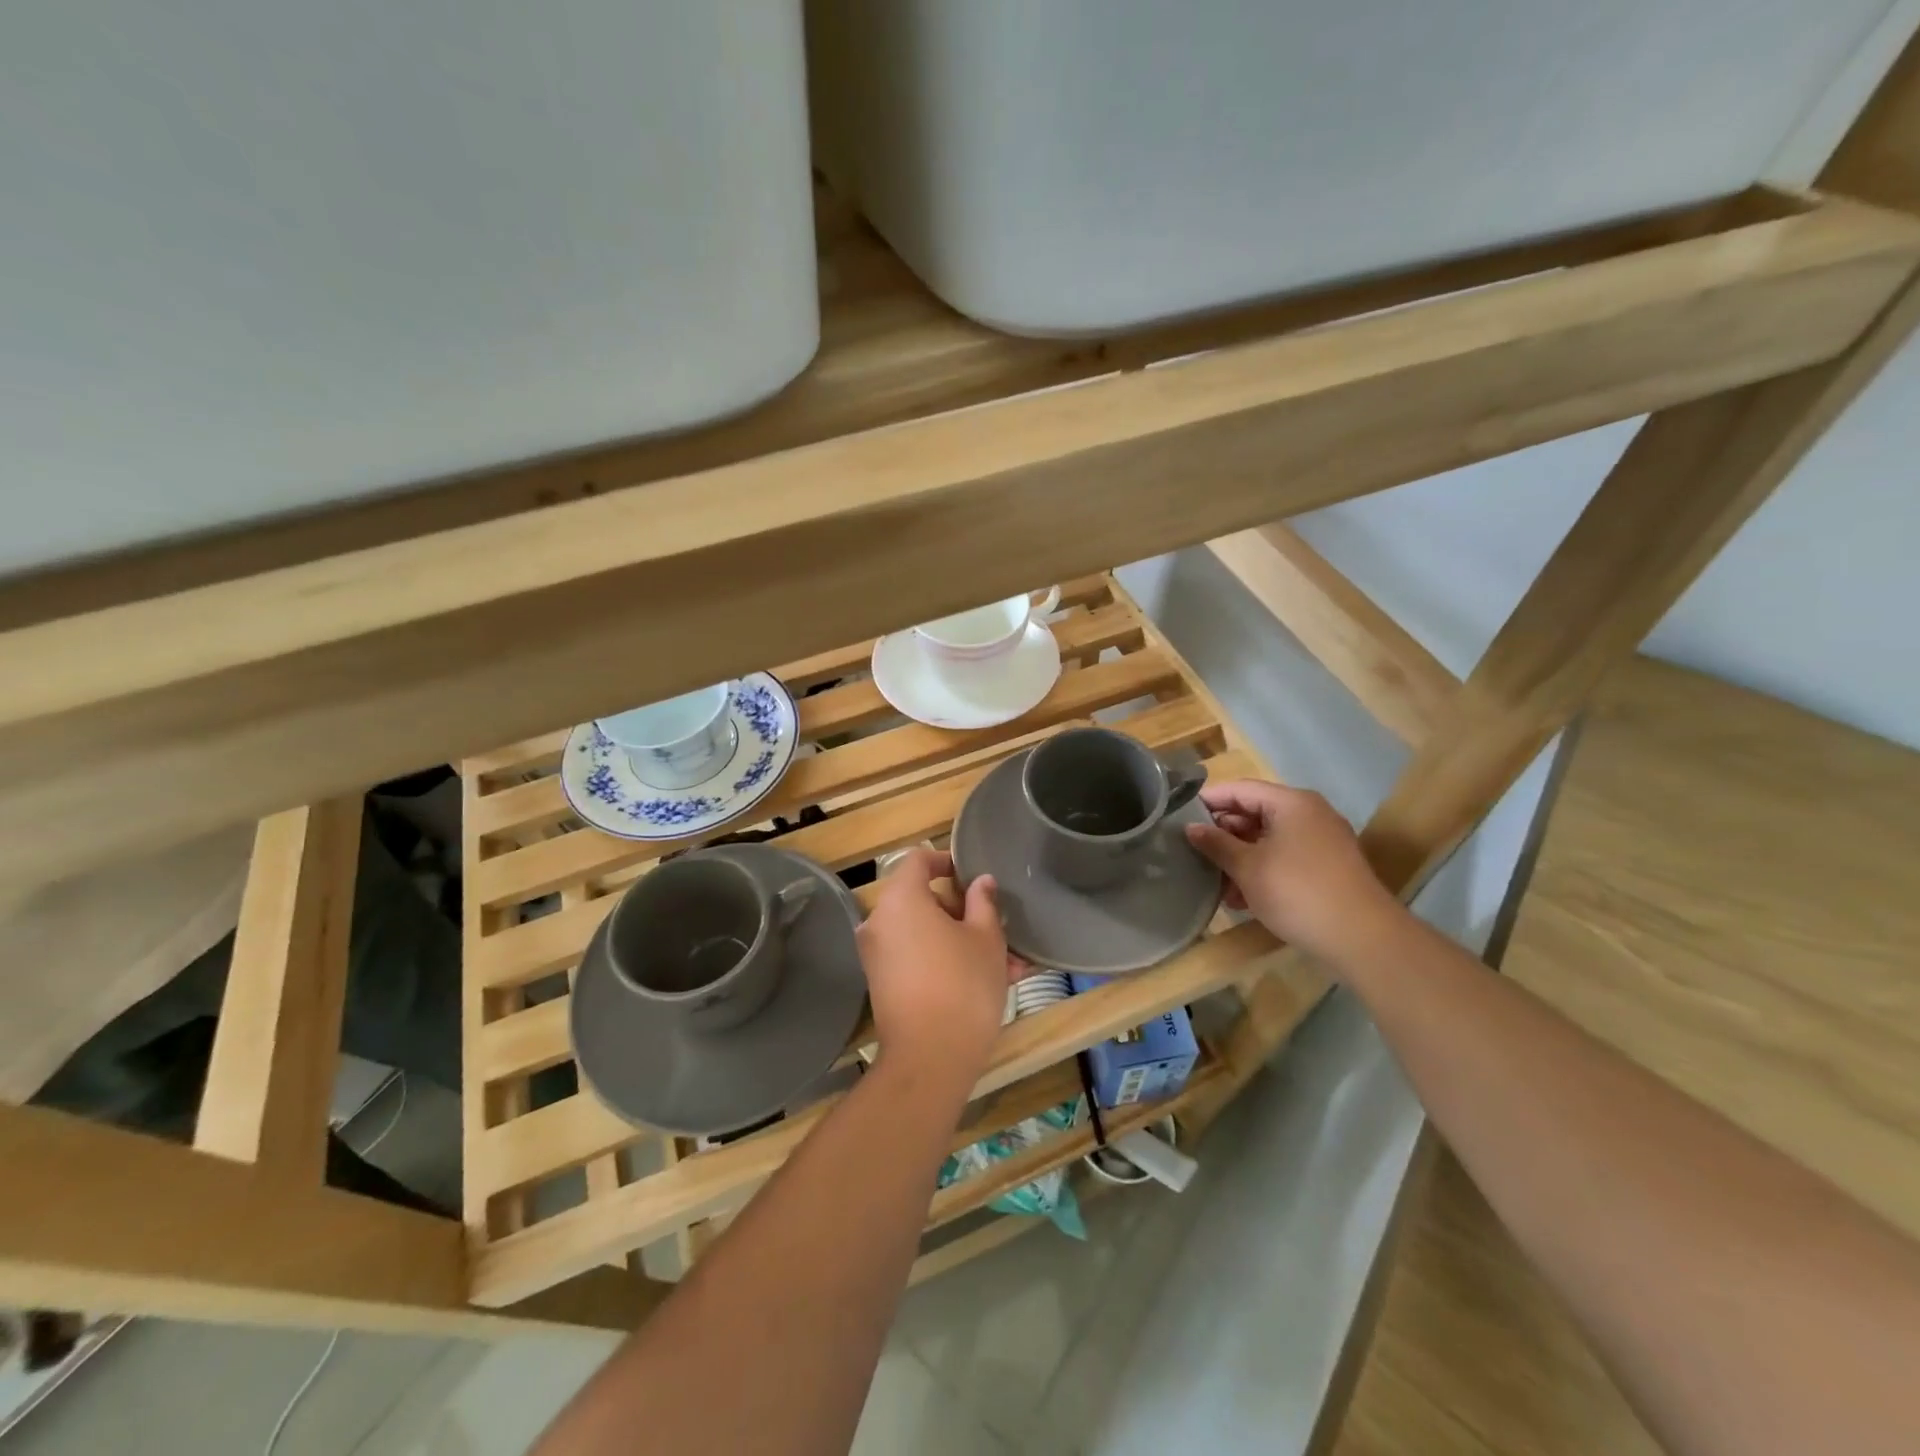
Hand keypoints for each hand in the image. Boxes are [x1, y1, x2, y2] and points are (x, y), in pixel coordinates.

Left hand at [856, 849, 1020, 1090]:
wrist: (930, 1059)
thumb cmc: (963, 985)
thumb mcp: (987, 939)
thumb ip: (983, 903)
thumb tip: (980, 882)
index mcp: (900, 899)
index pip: (919, 860)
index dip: (947, 861)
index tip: (973, 876)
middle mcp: (880, 921)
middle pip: (923, 899)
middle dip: (965, 912)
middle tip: (1001, 930)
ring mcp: (877, 954)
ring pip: (925, 933)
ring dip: (963, 941)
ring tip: (1009, 965)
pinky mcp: (883, 983)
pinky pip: (917, 957)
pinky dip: (946, 960)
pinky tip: (988, 982)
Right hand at [1183, 779, 1400, 967]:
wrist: (1362, 938)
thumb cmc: (1297, 892)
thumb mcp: (1247, 867)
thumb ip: (1216, 844)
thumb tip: (1191, 828)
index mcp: (1291, 803)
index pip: (1240, 789)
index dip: (1208, 801)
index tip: (1179, 817)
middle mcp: (1309, 813)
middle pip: (1255, 813)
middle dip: (1224, 834)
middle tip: (1194, 853)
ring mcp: (1322, 841)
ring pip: (1269, 839)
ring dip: (1240, 857)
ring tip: (1214, 881)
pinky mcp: (1328, 867)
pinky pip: (1285, 857)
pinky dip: (1262, 870)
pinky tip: (1241, 898)